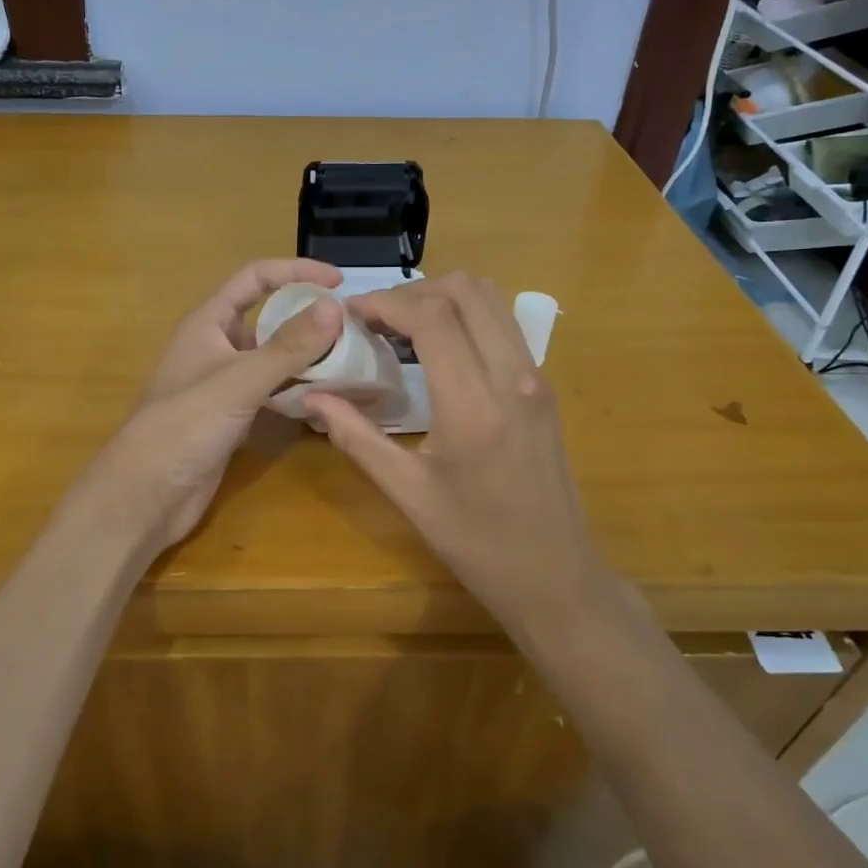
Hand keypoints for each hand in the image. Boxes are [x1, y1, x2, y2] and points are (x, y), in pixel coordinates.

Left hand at [57, 258, 344, 554]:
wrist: (147, 494)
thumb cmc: (186, 425)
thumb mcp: (240, 380)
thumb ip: (288, 346)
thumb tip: (335, 306)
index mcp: (208, 323)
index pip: (255, 278)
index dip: (295, 271)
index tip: (338, 281)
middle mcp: (215, 346)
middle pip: (267, 318)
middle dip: (306, 318)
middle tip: (351, 329)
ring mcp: (222, 384)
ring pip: (271, 358)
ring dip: (305, 357)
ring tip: (349, 361)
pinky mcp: (231, 416)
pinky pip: (270, 392)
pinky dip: (296, 390)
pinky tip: (325, 398)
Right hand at [302, 273, 620, 633]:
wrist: (556, 577)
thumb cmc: (477, 543)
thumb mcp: (408, 494)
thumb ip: (356, 437)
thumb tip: (311, 398)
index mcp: (475, 406)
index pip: (431, 318)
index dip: (385, 303)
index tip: (350, 315)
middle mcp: (514, 378)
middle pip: (466, 290)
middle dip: (413, 292)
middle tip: (376, 320)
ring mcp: (536, 378)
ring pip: (491, 299)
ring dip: (443, 299)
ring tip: (402, 328)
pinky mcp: (544, 387)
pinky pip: (503, 325)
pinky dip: (466, 317)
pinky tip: (437, 351)